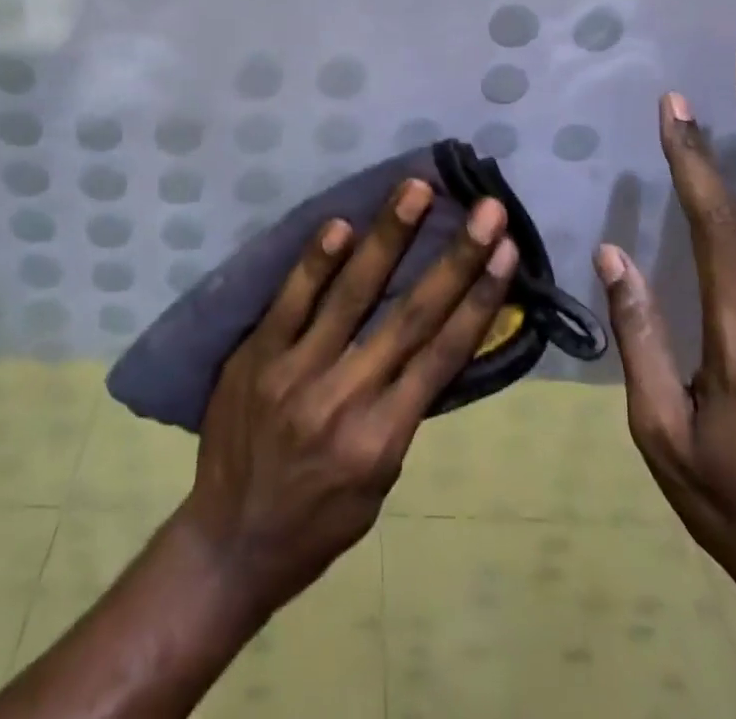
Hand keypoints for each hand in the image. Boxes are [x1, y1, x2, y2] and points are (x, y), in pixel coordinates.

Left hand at [178, 179, 517, 617]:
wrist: (229, 545)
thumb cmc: (318, 521)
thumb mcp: (379, 482)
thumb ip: (402, 411)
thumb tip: (428, 342)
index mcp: (384, 437)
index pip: (443, 355)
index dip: (479, 300)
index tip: (506, 252)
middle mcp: (346, 399)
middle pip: (411, 316)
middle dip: (454, 258)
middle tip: (484, 208)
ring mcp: (296, 373)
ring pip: (352, 295)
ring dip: (388, 237)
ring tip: (415, 190)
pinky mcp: (256, 357)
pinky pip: (290, 302)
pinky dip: (316, 263)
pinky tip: (340, 226)